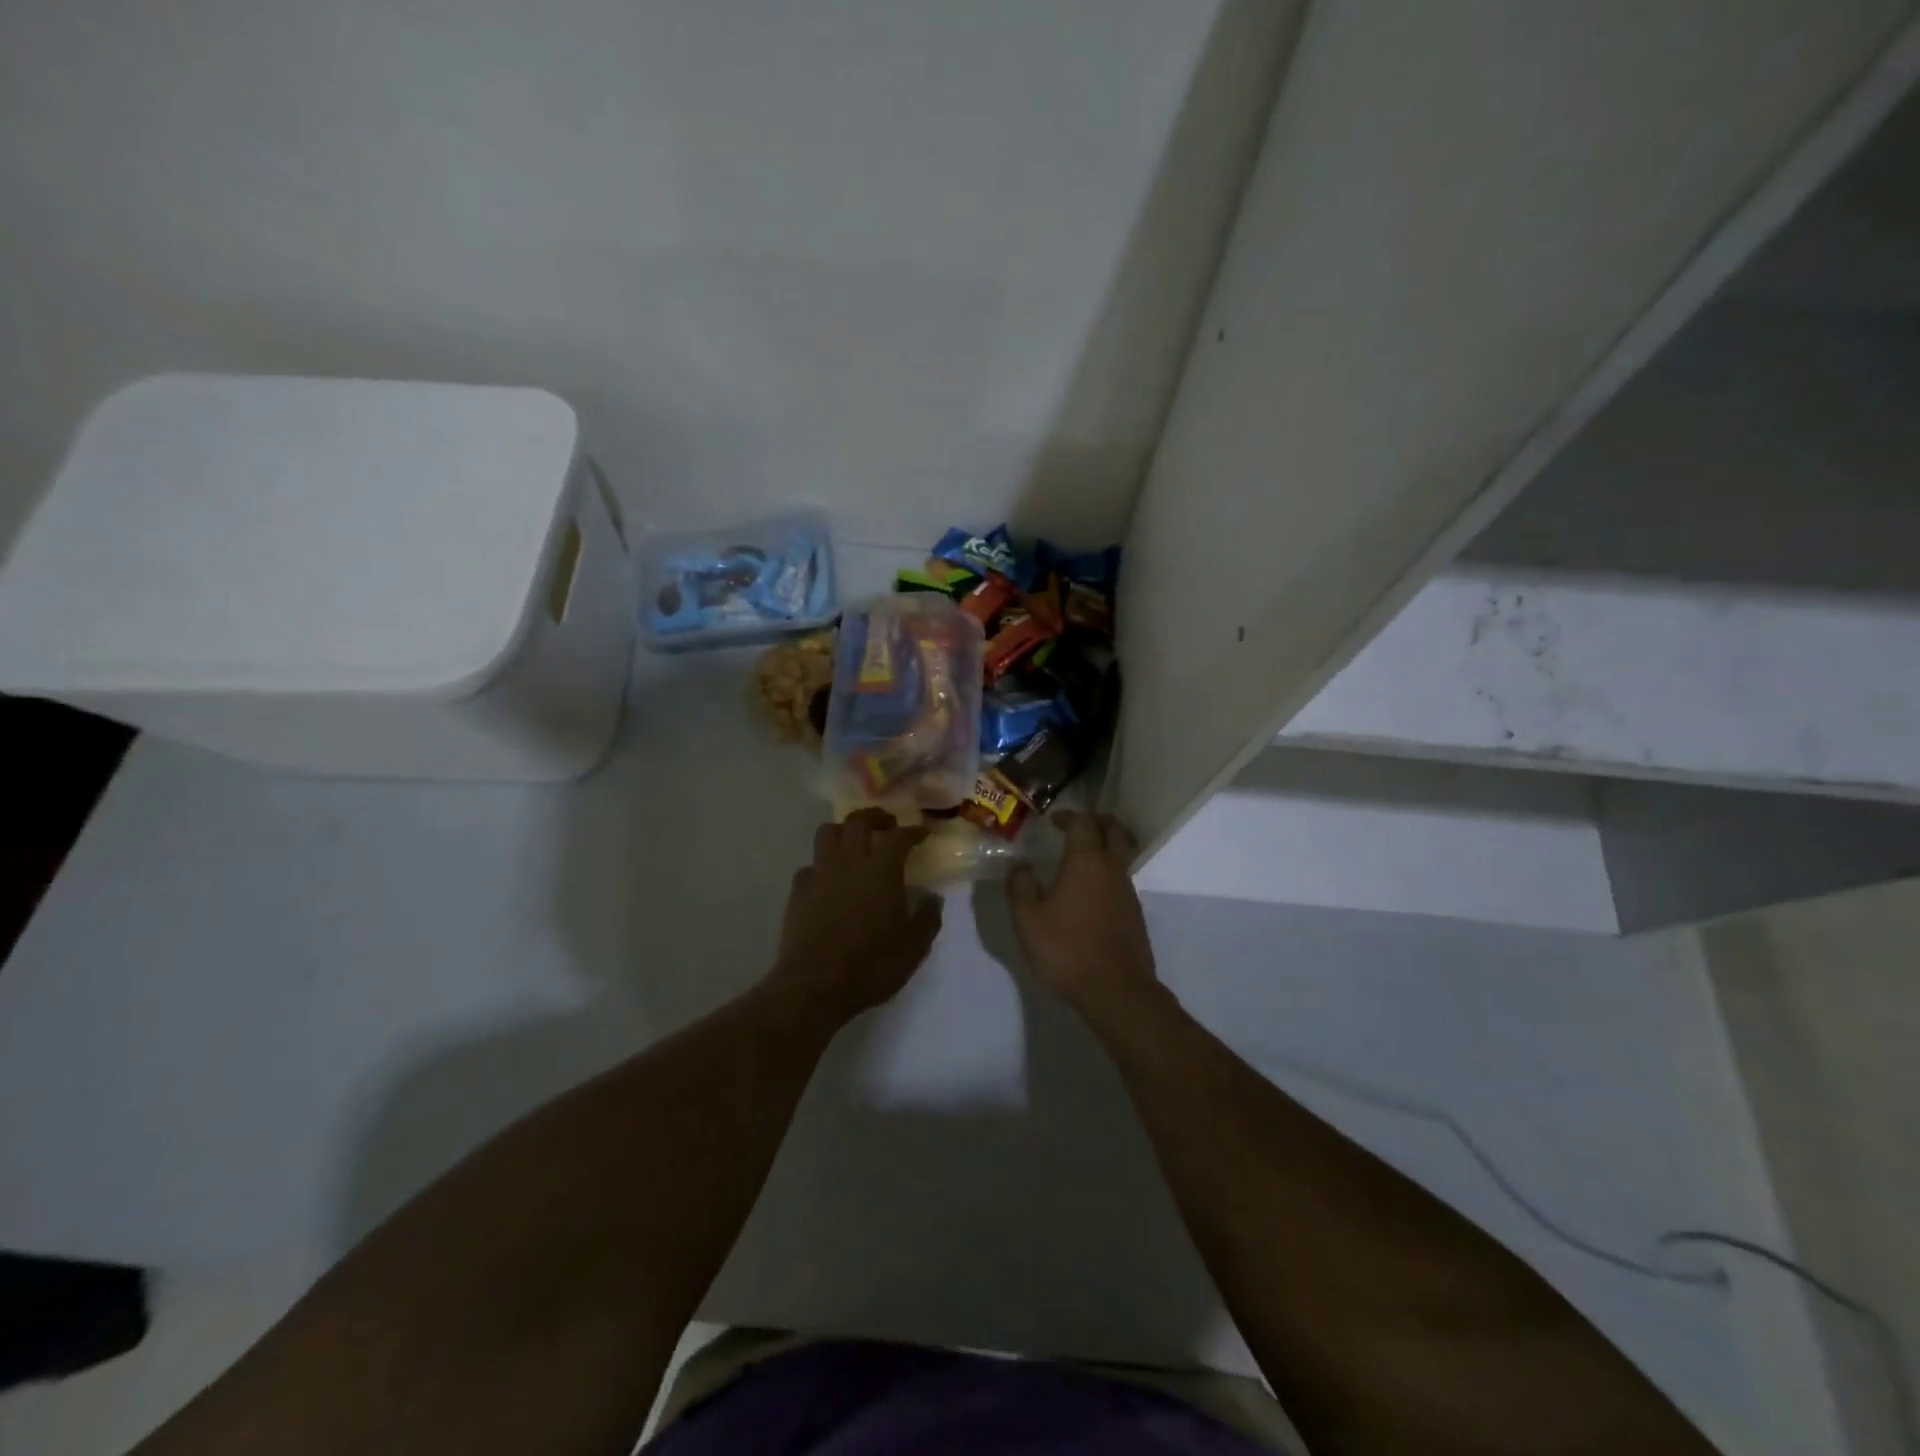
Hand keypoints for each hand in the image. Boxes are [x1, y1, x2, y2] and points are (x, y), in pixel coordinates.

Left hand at [770, 808, 942, 1024]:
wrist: (814, 985)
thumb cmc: (871, 965)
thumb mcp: (913, 948)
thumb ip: (927, 918)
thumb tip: (933, 898)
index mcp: (881, 870)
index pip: (899, 836)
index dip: (913, 831)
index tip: (922, 833)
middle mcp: (849, 862)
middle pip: (858, 821)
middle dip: (875, 817)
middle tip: (887, 825)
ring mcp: (819, 874)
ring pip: (827, 833)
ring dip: (843, 831)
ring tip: (854, 843)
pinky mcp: (797, 892)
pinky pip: (809, 865)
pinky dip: (822, 865)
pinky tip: (829, 880)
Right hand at [1007, 811, 1158, 1020]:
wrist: (1116, 990)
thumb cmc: (1067, 949)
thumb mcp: (1028, 920)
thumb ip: (1020, 887)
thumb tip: (1020, 866)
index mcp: (1085, 861)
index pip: (1083, 822)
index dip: (1068, 816)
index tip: (1053, 821)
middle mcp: (1111, 868)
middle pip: (1113, 830)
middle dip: (1096, 821)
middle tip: (1076, 826)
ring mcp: (1127, 890)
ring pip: (1121, 853)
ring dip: (1105, 845)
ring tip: (1081, 856)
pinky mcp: (1134, 912)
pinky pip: (1122, 877)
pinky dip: (1108, 871)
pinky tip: (1091, 891)